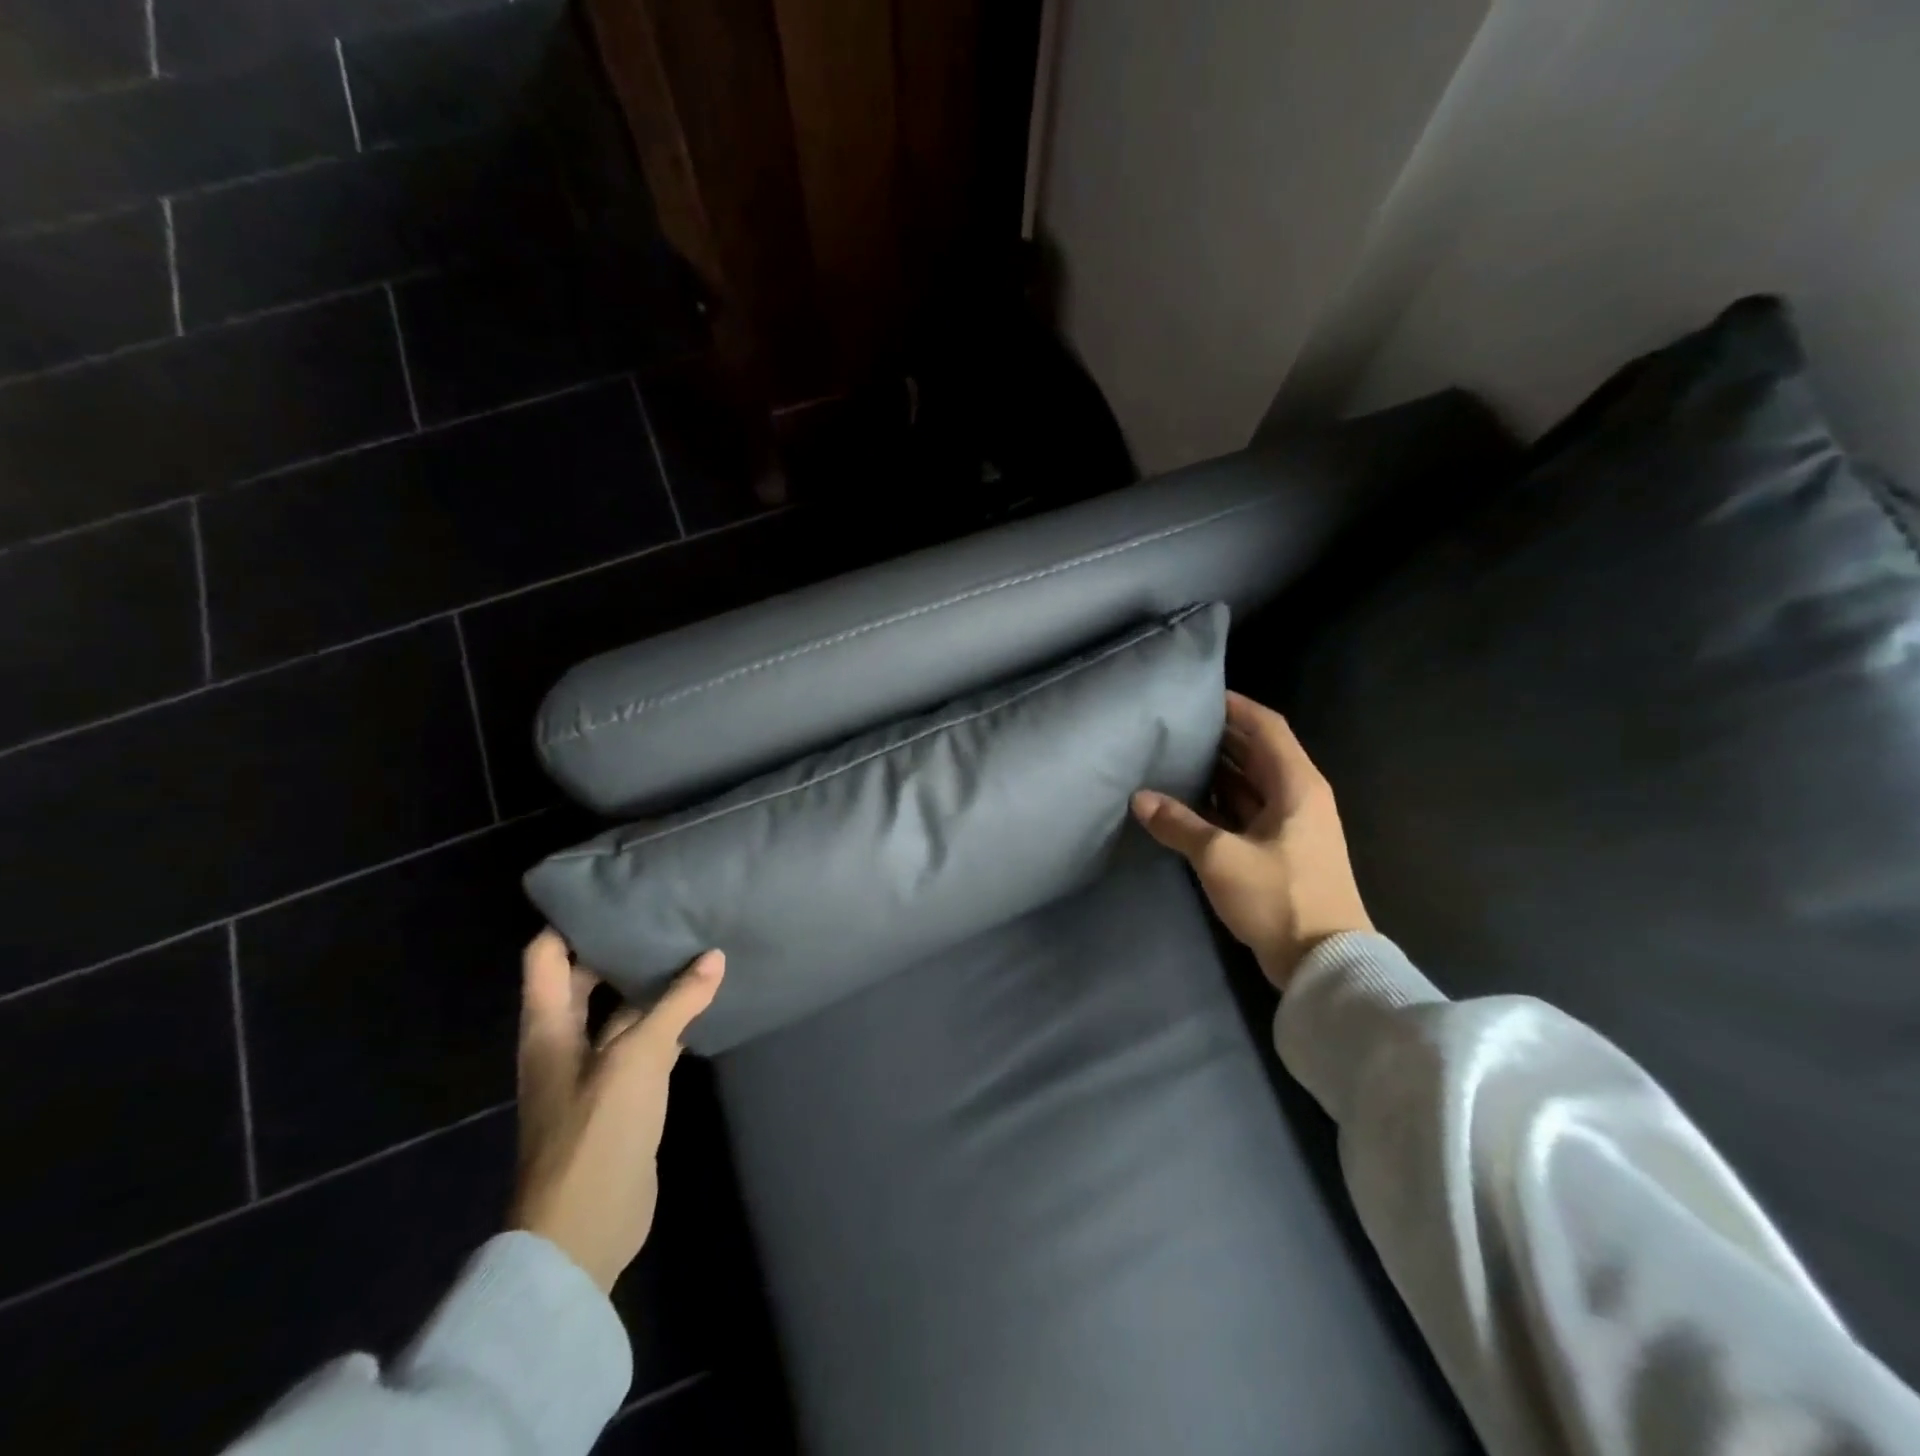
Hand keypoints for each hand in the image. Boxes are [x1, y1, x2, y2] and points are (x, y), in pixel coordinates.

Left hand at [511, 930, 723, 1291]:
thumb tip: (714, 957)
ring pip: (619, 1011)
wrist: (583, 1230)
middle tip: (663, 911)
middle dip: (617, 947)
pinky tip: (700, 1000)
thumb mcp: (637, 1058)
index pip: (546, 955)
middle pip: (584, 978)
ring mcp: (594, 1070)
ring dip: (648, 985)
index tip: (610, 890)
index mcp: (548, 1026)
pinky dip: (667, 1019)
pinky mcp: (622, 1094)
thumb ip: (676, 1005)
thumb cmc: (595, 1132)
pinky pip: (644, 1042)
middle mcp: (565, 1041)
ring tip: (689, 945)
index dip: (569, 921)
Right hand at [1132, 692, 1371, 989]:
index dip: (1236, 707)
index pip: (1267, 728)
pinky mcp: (1282, 852)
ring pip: (1251, 784)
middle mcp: (1299, 797)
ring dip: (1218, 772)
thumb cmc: (1279, 897)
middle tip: (1176, 726)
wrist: (1323, 962)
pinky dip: (1221, 803)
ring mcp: (1292, 827)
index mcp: (1297, 785)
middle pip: (1258, 753)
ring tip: (1174, 757)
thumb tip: (1140, 799)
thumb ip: (1179, 824)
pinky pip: (1247, 812)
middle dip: (1220, 738)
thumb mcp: (1221, 857)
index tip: (1199, 695)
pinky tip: (1187, 802)